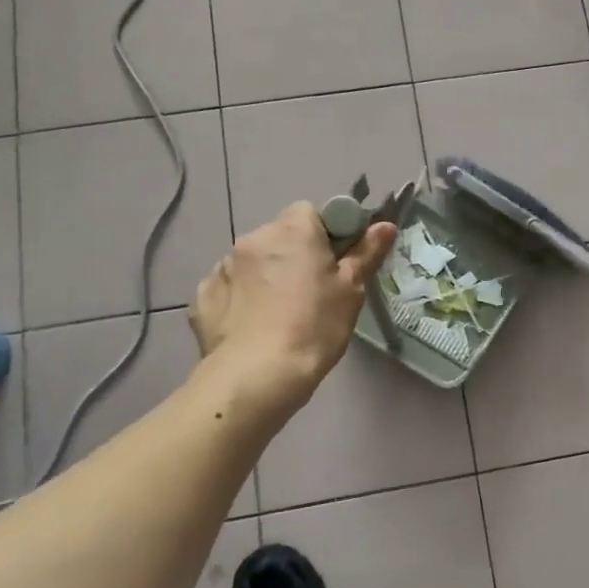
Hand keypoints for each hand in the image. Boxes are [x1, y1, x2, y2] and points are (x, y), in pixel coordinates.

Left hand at [191, 203, 395, 402]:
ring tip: (279, 315)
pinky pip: (230, 287)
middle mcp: (254, 238)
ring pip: (254, 262)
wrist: (257, 375)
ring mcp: (223, 266)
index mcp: (293, 229)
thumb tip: (385, 225)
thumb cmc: (315, 326)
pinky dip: (241, 299)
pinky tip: (252, 326)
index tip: (336, 264)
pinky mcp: (203, 295)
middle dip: (295, 255)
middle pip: (281, 236)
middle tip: (312, 292)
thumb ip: (367, 252)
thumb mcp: (351, 290)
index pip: (312, 213)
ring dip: (266, 276)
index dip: (327, 235)